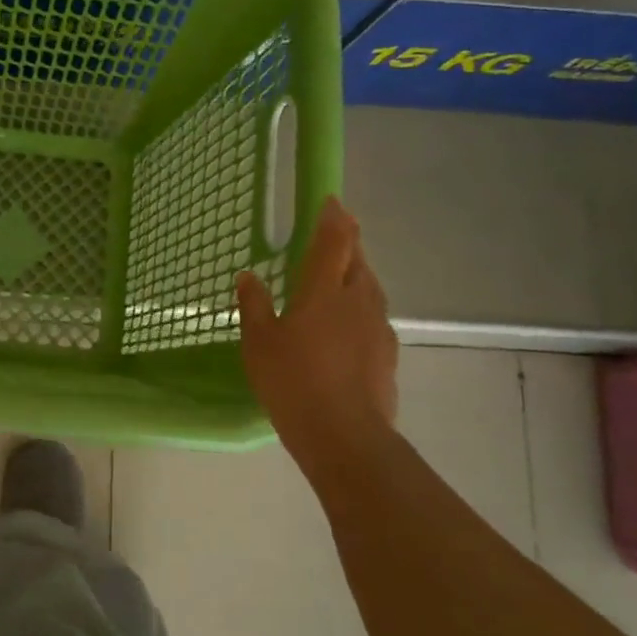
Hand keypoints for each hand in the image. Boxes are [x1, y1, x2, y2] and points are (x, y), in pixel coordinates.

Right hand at [236, 197, 397, 450]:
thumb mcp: (259, 342)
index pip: (336, 240)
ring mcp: (378, 328)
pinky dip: (360, 310)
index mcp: (325, 290)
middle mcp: (358, 300)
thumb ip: (254, 305)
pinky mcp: (388, 354)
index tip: (331, 201)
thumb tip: (248, 275)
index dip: (334, 217)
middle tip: (332, 238)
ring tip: (339, 281)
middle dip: (347, 244)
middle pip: (359, 260)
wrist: (344, 434)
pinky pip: (374, 318)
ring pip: (370, 288)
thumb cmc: (292, 381)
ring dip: (357, 275)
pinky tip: (347, 328)